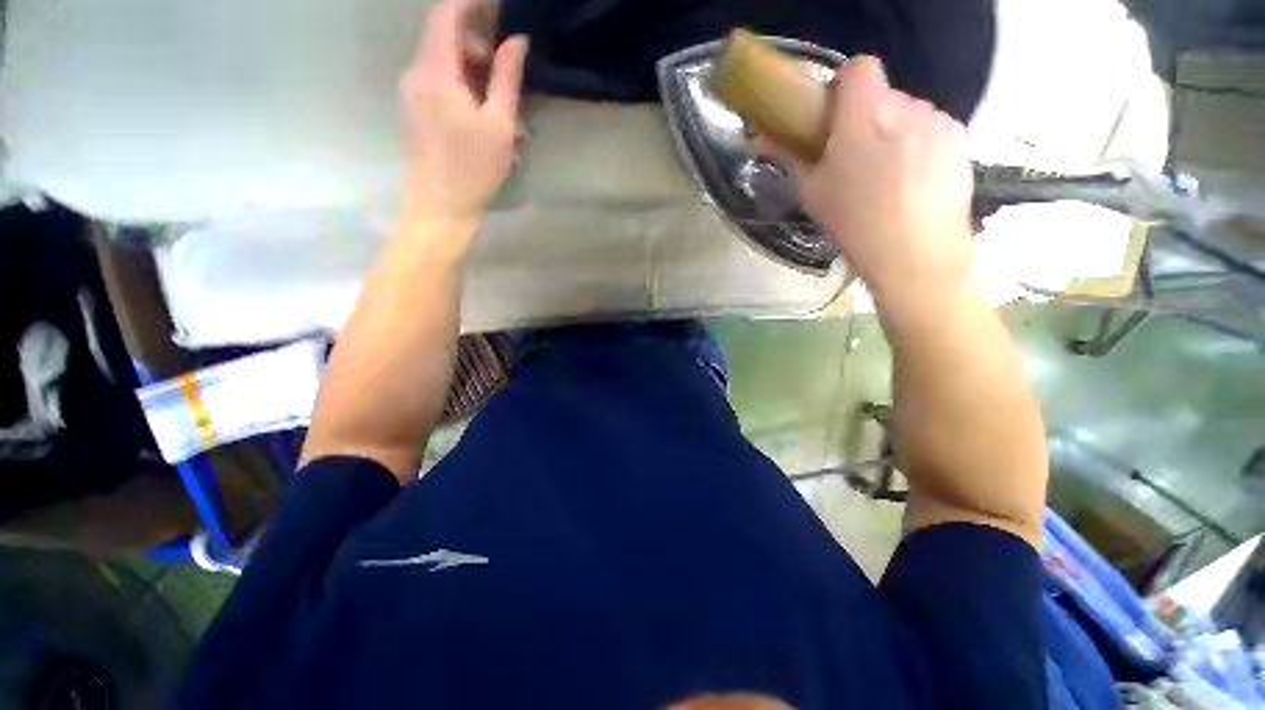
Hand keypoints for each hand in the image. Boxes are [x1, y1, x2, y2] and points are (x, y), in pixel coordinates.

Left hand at [399, 0, 528, 232]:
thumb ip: (507, 77)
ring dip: (477, 76)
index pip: (446, 13)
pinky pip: (441, 85)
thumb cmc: (473, 167)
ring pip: (446, 64)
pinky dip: (466, 92)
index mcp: (436, 70)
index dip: (470, 1)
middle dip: (479, 47)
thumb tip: (517, 41)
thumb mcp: (499, 123)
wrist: (440, 206)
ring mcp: (414, 92)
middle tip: (507, 74)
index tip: (495, 5)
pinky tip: (487, 123)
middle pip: (446, 37)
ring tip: (505, 113)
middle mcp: (418, 73)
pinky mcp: (417, 110)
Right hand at [758, 57, 974, 303]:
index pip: (859, 68)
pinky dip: (919, 148)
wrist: (914, 255)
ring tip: (886, 179)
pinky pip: (932, 132)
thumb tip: (761, 140)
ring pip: (908, 115)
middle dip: (867, 120)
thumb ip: (790, 157)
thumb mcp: (812, 193)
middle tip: (855, 161)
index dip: (845, 86)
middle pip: (882, 97)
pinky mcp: (960, 141)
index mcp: (864, 114)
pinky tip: (912, 185)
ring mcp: (938, 122)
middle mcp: (906, 106)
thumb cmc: (853, 222)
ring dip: (893, 135)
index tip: (835, 118)